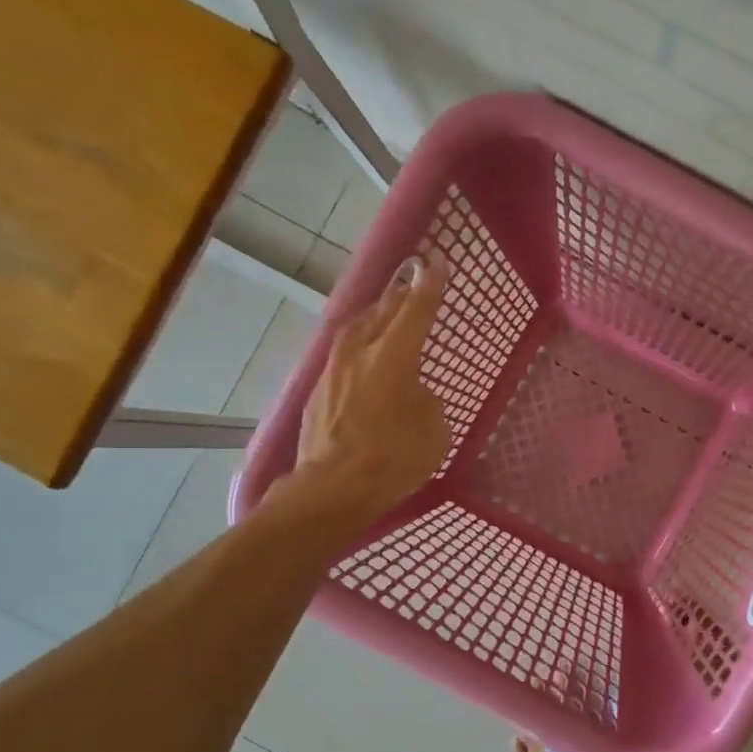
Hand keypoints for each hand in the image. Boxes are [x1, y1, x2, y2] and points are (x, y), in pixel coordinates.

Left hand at [288, 259, 450, 526]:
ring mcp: (333, 370)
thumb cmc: (393, 458)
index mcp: (393, 356)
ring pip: (356, 330)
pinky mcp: (317, 391)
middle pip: (382, 312)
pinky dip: (358, 349)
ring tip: (385, 315)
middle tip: (412, 284)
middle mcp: (359, 352)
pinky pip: (343, 356)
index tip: (435, 263)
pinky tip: (364, 359)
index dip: (429, 285)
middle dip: (400, 296)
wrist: (332, 488)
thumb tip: (412, 395)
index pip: (416, 310)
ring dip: (373, 318)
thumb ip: (426, 401)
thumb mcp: (433, 430)